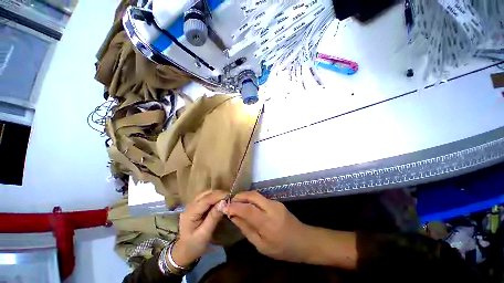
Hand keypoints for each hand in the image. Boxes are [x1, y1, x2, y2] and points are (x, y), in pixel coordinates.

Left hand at [172, 190, 226, 266]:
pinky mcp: (196, 206)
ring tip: (226, 200)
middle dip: (219, 194)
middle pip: (206, 193)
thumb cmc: (194, 245)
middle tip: (230, 199)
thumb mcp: (205, 234)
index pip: (206, 199)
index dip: (219, 195)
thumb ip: (213, 217)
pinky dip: (214, 197)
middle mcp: (190, 205)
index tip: (230, 196)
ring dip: (217, 195)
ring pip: (206, 193)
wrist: (184, 251)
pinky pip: (206, 197)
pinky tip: (219, 202)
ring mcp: (192, 205)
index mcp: (191, 212)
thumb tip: (223, 202)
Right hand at [222, 191, 311, 262]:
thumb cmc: (282, 248)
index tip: (224, 206)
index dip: (234, 206)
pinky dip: (251, 199)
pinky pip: (260, 198)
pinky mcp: (277, 201)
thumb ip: (246, 229)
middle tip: (230, 201)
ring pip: (256, 195)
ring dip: (244, 196)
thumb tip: (233, 217)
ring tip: (236, 203)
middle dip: (239, 196)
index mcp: (268, 223)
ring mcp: (275, 203)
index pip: (247, 209)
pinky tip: (247, 205)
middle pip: (252, 195)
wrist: (304, 240)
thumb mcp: (261, 246)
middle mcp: (272, 208)